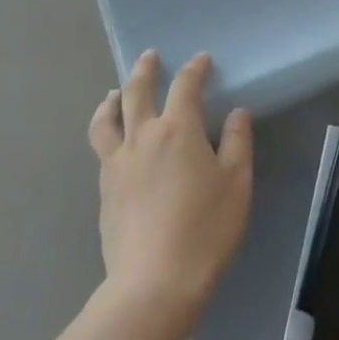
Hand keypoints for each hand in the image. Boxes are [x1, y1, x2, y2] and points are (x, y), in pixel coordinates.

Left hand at [88, 51, 251, 316]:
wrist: (154, 282)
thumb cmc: (206, 230)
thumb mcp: (237, 184)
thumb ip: (237, 143)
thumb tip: (236, 113)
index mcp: (178, 130)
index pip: (185, 86)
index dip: (195, 69)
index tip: (202, 60)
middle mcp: (143, 136)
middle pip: (138, 92)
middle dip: (145, 70)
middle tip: (150, 57)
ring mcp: (118, 163)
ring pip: (108, 118)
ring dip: (113, 99)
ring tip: (114, 93)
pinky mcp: (104, 189)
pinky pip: (102, 146)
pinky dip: (106, 130)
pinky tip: (113, 140)